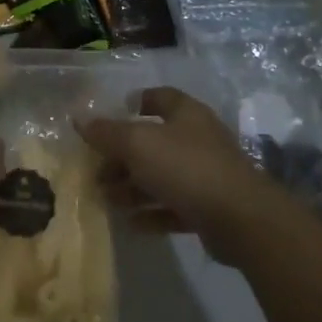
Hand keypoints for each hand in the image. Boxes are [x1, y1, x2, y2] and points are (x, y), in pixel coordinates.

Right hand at [77, 86, 280, 263]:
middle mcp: (197, 140)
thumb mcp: (138, 144)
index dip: (134, 103)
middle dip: (122, 156)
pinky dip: (150, 213)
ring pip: (161, 176)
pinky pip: (172, 207)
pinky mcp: (209, 208)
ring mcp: (205, 175)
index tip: (108, 118)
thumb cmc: (187, 167)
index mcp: (185, 114)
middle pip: (153, 141)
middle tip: (96, 171)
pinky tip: (129, 223)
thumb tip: (79, 119)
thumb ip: (107, 132)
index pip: (158, 97)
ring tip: (105, 200)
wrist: (242, 219)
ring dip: (132, 187)